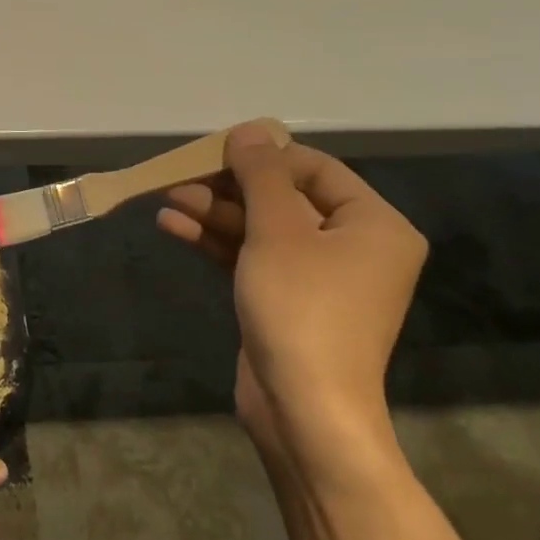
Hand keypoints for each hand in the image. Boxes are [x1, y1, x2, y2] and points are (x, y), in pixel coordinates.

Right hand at [157, 121, 426, 478]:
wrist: (304, 410)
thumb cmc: (301, 308)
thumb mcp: (277, 230)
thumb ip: (261, 175)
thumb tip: (249, 130)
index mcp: (373, 224)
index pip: (315, 168)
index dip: (263, 156)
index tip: (215, 151)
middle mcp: (353, 246)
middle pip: (283, 197)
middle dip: (229, 187)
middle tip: (181, 177)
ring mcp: (319, 276)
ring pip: (261, 228)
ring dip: (215, 212)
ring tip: (166, 199)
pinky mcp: (287, 299)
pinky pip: (252, 256)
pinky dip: (217, 241)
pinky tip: (174, 227)